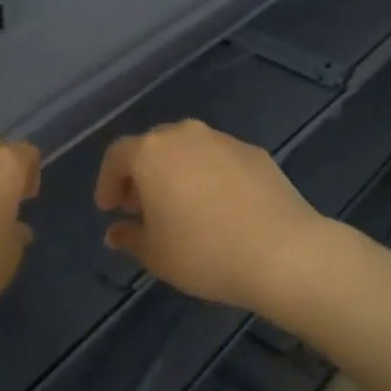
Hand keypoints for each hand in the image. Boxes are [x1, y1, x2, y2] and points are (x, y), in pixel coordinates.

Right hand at [95, 120, 328, 309]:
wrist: (283, 251)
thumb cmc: (204, 253)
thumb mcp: (156, 255)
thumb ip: (130, 238)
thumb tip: (116, 232)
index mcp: (152, 153)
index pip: (117, 156)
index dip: (107, 182)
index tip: (109, 209)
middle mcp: (185, 135)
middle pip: (153, 146)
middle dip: (141, 174)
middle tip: (141, 207)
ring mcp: (223, 140)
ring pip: (188, 149)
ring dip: (176, 172)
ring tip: (181, 207)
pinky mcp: (255, 152)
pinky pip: (219, 159)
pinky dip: (209, 175)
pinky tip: (219, 206)